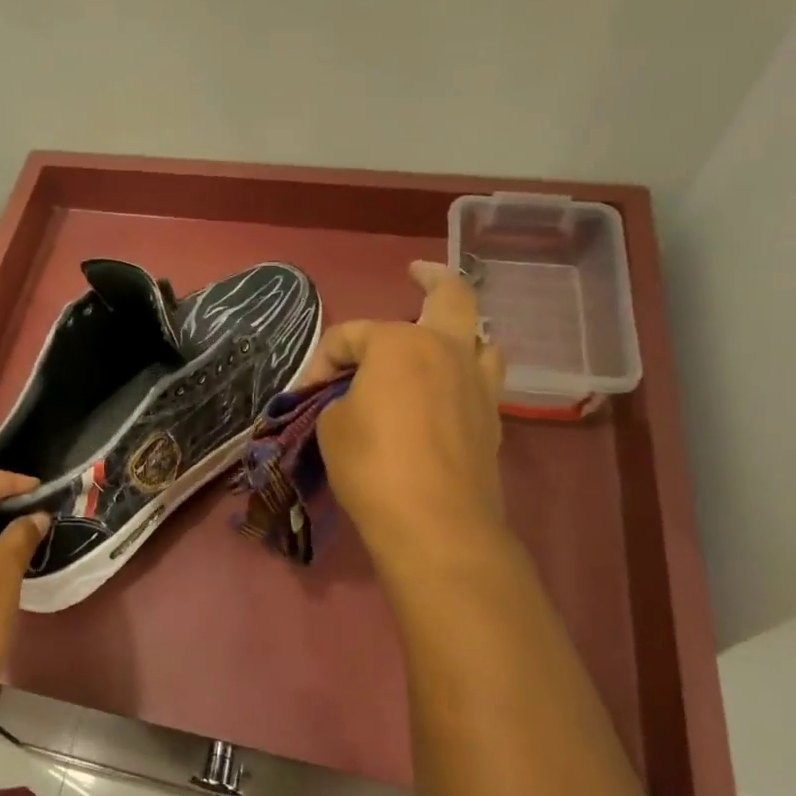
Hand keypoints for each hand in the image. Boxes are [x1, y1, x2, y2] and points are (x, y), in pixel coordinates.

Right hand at [300, 261, 506, 552]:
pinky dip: (466, 371)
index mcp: (401, 343)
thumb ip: (339, 398)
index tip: (304, 393)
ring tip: (439, 336)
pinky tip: (447, 386)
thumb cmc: (372, 465)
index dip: (321, 359)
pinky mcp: (492, 418)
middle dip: (431, 278)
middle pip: (450, 297)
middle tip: (416, 272)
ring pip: (480, 336)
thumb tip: (353, 399)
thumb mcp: (332, 425)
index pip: (350, 335)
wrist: (435, 523)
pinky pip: (483, 377)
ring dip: (460, 328)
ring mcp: (478, 383)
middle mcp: (447, 350)